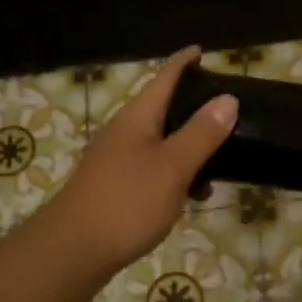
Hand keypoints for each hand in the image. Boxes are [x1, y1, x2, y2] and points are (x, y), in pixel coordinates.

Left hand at [47, 48, 238, 273]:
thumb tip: (228, 99)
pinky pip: (153, 167)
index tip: (202, 50)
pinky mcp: (116, 186)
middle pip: (162, 108)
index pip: (164, 78)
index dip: (183, 62)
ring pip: (160, 142)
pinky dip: (176, 173)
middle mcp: (125, 132)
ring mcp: (117, 160)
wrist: (73, 250)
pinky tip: (192, 195)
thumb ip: (201, 133)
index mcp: (137, 118)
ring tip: (219, 161)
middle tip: (226, 110)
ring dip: (189, 146)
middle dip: (193, 107)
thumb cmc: (126, 202)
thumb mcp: (173, 167)